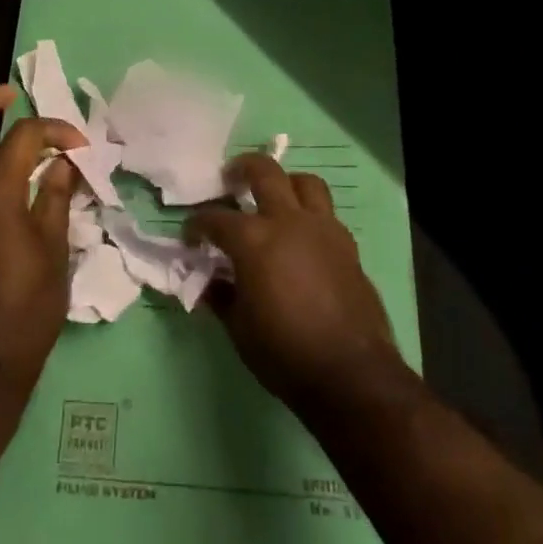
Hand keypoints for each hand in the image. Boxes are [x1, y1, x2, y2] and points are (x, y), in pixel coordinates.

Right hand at [185, 153, 404, 414]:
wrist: (351, 374)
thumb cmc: (284, 352)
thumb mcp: (239, 329)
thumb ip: (221, 296)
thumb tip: (210, 281)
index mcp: (254, 240)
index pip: (216, 218)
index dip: (197, 225)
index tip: (191, 236)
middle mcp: (288, 222)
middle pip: (265, 172)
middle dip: (242, 169)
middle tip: (230, 178)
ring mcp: (323, 229)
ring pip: (305, 182)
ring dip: (285, 183)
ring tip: (274, 198)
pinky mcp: (347, 245)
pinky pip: (325, 213)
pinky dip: (309, 215)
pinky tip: (301, 237)